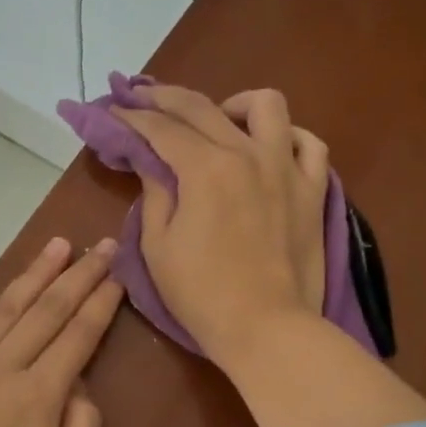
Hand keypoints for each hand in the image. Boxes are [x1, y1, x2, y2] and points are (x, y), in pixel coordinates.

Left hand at [0, 237, 123, 426]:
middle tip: (100, 244)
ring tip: (55, 247)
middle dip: (77, 276)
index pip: (78, 335)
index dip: (102, 301)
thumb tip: (79, 383)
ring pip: (0, 312)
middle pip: (46, 312)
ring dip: (31, 276)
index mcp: (39, 398)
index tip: (118, 272)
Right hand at [113, 85, 329, 366]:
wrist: (267, 329)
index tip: (112, 110)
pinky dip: (288, 137)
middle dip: (164, 97)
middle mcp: (247, 154)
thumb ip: (155, 193)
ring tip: (219, 122)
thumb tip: (151, 161)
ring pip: (267, 106)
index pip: (160, 128)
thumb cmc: (202, 294)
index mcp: (205, 168)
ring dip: (235, 105)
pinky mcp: (313, 190)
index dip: (130, 116)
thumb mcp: (158, 246)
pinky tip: (271, 148)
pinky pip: (309, 144)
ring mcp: (286, 169)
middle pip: (202, 106)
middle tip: (142, 99)